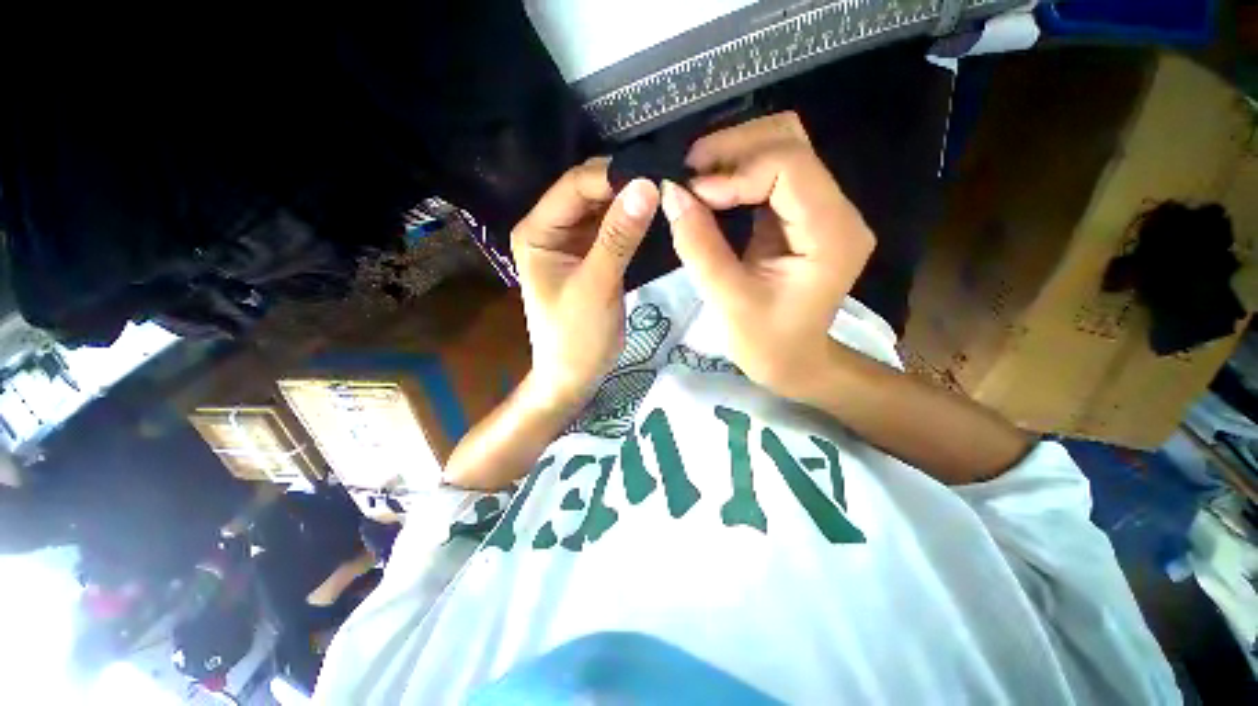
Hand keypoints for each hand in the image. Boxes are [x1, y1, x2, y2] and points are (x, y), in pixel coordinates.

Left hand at [511, 159, 659, 408]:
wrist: (574, 376)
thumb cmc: (577, 337)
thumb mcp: (597, 287)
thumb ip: (619, 237)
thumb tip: (647, 185)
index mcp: (538, 232)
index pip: (575, 185)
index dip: (614, 176)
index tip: (657, 173)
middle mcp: (551, 229)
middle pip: (589, 192)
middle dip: (625, 185)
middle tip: (667, 182)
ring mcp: (571, 243)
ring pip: (603, 209)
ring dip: (631, 202)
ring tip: (667, 194)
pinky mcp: (590, 256)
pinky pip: (612, 229)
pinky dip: (632, 222)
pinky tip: (655, 216)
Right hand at [663, 112, 874, 398]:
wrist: (794, 361)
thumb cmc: (766, 343)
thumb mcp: (728, 300)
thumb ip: (699, 245)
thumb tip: (670, 192)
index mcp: (831, 234)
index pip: (788, 166)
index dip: (735, 172)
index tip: (693, 195)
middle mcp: (837, 210)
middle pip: (789, 141)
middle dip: (733, 148)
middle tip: (687, 172)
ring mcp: (821, 209)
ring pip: (781, 148)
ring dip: (733, 155)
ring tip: (694, 178)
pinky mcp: (801, 215)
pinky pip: (770, 174)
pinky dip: (736, 173)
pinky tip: (710, 189)